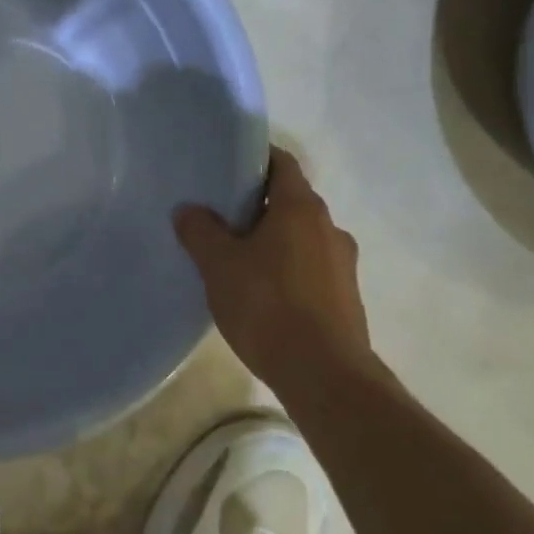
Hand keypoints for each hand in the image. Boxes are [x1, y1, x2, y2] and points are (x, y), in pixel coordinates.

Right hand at [174, 146, 383, 399]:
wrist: (324, 375)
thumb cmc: (268, 305)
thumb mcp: (219, 265)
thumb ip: (200, 231)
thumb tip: (188, 210)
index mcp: (302, 208)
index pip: (281, 163)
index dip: (254, 158)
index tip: (224, 164)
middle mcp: (329, 228)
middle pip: (290, 200)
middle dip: (256, 204)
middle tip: (218, 214)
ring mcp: (342, 264)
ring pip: (300, 236)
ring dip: (271, 239)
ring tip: (234, 256)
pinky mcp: (344, 297)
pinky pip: (309, 267)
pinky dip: (285, 268)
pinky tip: (259, 291)